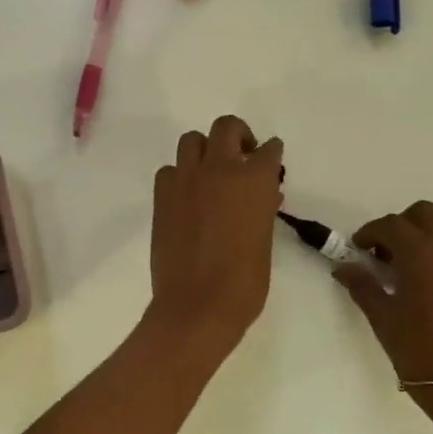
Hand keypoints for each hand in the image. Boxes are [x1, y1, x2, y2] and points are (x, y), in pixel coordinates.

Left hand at [149, 116, 284, 360]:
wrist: (197, 306)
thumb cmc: (244, 282)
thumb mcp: (265, 240)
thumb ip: (262, 209)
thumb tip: (262, 196)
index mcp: (255, 180)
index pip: (268, 150)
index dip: (270, 154)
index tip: (270, 160)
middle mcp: (220, 169)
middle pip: (226, 127)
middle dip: (238, 136)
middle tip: (242, 156)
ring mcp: (187, 180)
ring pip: (192, 140)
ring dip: (205, 150)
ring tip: (211, 173)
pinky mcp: (162, 196)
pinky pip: (170, 169)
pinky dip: (180, 175)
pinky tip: (187, 196)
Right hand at [334, 201, 432, 391]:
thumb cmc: (420, 353)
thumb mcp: (383, 319)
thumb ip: (362, 286)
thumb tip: (344, 267)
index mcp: (420, 252)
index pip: (390, 225)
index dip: (370, 232)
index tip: (358, 249)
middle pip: (424, 214)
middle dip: (401, 225)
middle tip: (385, 253)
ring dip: (427, 233)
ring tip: (413, 264)